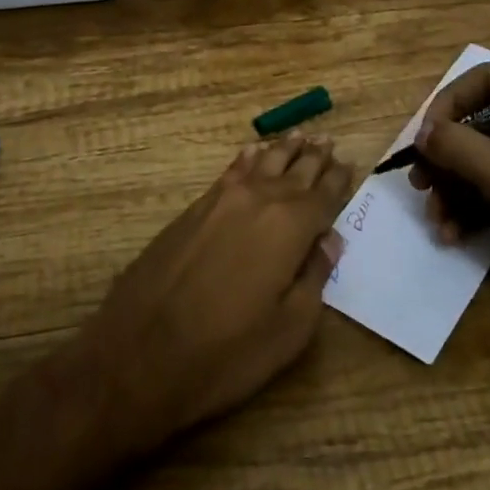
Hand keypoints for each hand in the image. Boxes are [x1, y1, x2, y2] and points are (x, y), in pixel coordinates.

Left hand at [73, 133, 352, 452]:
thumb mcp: (289, 330)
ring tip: (300, 136)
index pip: (323, 195)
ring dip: (284, 150)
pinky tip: (254, 151)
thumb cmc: (226, 353)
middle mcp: (259, 201)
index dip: (338, 180)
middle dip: (314, 157)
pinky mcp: (194, 208)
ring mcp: (222, 200)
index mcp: (290, 227)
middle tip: (328, 141)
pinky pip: (231, 170)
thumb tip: (330, 239)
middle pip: (294, 171)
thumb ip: (315, 277)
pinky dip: (248, 158)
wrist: (140, 353)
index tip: (350, 163)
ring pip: (262, 163)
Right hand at [411, 66, 489, 301]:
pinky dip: (474, 202)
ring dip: (455, 184)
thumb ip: (459, 146)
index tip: (423, 140)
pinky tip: (452, 232)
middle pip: (482, 118)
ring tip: (435, 217)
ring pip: (486, 153)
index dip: (448, 104)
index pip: (487, 79)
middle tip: (419, 182)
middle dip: (448, 154)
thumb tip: (421, 133)